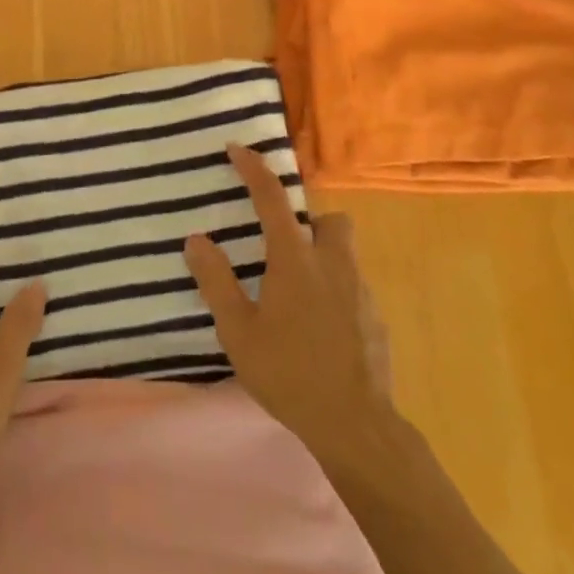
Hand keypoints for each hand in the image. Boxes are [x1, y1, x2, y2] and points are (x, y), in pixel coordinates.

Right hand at [185, 145, 396, 463]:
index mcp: (295, 259)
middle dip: (310, 222)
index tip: (237, 148)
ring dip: (323, 258)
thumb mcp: (238, 331)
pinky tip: (319, 330)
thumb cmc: (289, 374)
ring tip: (298, 295)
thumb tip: (196, 239)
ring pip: (345, 254)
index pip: (272, 198)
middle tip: (283, 249)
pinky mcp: (376, 319)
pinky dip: (336, 293)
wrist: (356, 426)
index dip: (253, 168)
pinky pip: (353, 288)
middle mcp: (333, 264)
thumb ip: (216, 281)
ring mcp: (360, 291)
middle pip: (330, 220)